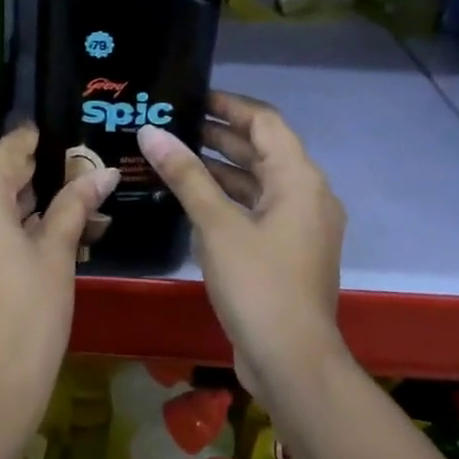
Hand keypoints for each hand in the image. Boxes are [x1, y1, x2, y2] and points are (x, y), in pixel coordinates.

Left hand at [0, 124, 117, 428]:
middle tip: (55, 181)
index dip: (30, 141)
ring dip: (0, 209)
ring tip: (39, 216)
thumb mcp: (56, 252)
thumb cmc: (31, 311)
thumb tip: (104, 172)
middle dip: (19, 180)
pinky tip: (9, 249)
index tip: (47, 135)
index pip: (6, 152)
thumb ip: (74, 203)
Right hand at [138, 92, 345, 399]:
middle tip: (173, 124)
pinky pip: (258, 210)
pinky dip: (228, 199)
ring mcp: (300, 226)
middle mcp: (307, 196)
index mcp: (299, 180)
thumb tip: (152, 132)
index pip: (266, 122)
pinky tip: (192, 200)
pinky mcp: (288, 252)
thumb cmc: (258, 284)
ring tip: (174, 155)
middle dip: (219, 135)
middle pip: (263, 150)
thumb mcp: (217, 225)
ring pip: (259, 182)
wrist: (292, 362)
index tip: (191, 97)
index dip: (229, 105)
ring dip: (221, 168)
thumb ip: (186, 175)